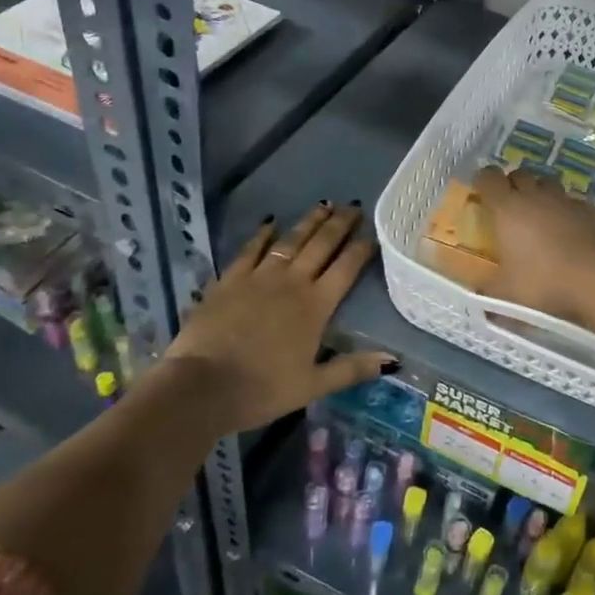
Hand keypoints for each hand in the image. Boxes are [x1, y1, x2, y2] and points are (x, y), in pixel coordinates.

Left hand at [162, 203, 391, 434]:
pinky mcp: (230, 280)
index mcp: (316, 306)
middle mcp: (292, 282)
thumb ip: (352, 368)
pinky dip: (262, 235)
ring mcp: (259, 277)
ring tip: (324, 205)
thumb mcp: (313, 385)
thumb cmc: (262, 389)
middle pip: (321, 246)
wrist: (201, 386)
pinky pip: (250, 250)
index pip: (346, 268)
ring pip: (290, 241)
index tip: (374, 234)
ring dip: (309, 222)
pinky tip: (270, 222)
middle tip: (353, 206)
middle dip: (340, 225)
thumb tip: (393, 359)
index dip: (362, 249)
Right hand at [470, 164, 594, 324]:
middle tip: (511, 208)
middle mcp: (537, 196)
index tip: (481, 195)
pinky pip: (575, 205)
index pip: (488, 178)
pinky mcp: (594, 211)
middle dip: (513, 185)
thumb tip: (478, 298)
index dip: (483, 182)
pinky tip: (572, 235)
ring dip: (542, 196)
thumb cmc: (544, 282)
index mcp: (508, 208)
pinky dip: (568, 214)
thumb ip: (489, 292)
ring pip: (550, 186)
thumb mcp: (507, 295)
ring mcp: (568, 201)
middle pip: (520, 174)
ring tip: (542, 220)